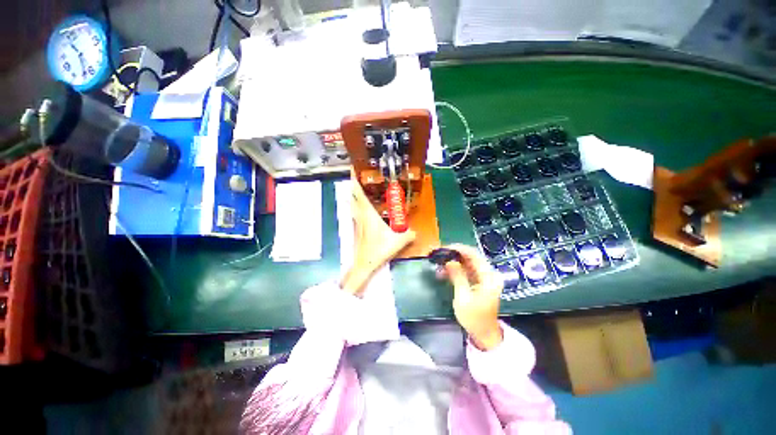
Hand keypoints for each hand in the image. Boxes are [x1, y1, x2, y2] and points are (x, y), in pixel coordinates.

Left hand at [340, 175, 414, 295]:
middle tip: (359, 175)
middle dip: (354, 183)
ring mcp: (356, 221)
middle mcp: (359, 214)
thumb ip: (409, 234)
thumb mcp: (398, 241)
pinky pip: (355, 211)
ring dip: (354, 194)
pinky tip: (362, 207)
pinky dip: (357, 204)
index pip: (358, 192)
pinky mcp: (356, 227)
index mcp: (368, 213)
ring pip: (352, 203)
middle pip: (353, 195)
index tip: (352, 168)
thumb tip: (416, 231)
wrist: (364, 264)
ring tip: (360, 187)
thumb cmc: (379, 250)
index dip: (354, 179)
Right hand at [441, 244, 503, 350]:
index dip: (459, 249)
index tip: (445, 248)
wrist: (484, 334)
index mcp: (489, 277)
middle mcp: (488, 274)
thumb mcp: (463, 297)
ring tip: (439, 263)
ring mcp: (484, 278)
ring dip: (453, 262)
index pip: (474, 255)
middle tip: (439, 254)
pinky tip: (444, 271)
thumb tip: (449, 261)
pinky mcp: (479, 282)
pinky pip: (466, 271)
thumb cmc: (474, 318)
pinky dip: (456, 269)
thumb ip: (458, 276)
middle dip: (454, 254)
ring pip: (467, 263)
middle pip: (471, 257)